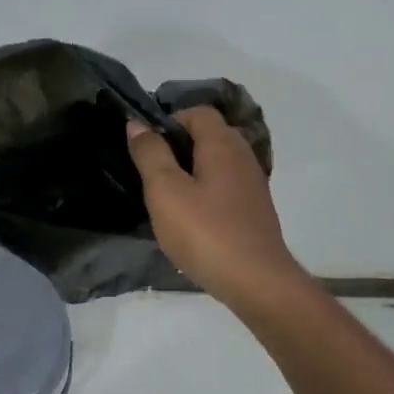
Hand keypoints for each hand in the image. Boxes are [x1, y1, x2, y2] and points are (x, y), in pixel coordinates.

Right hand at [127, 107, 303, 311]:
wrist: (256, 281)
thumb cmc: (205, 232)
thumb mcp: (166, 191)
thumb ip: (150, 154)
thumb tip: (137, 124)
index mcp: (223, 144)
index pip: (198, 112)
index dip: (169, 120)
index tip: (145, 146)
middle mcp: (243, 157)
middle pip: (209, 136)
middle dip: (178, 147)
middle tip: (150, 173)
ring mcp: (253, 185)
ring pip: (217, 164)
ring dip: (191, 173)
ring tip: (166, 198)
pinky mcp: (254, 211)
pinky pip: (225, 189)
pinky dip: (205, 194)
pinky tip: (190, 219)